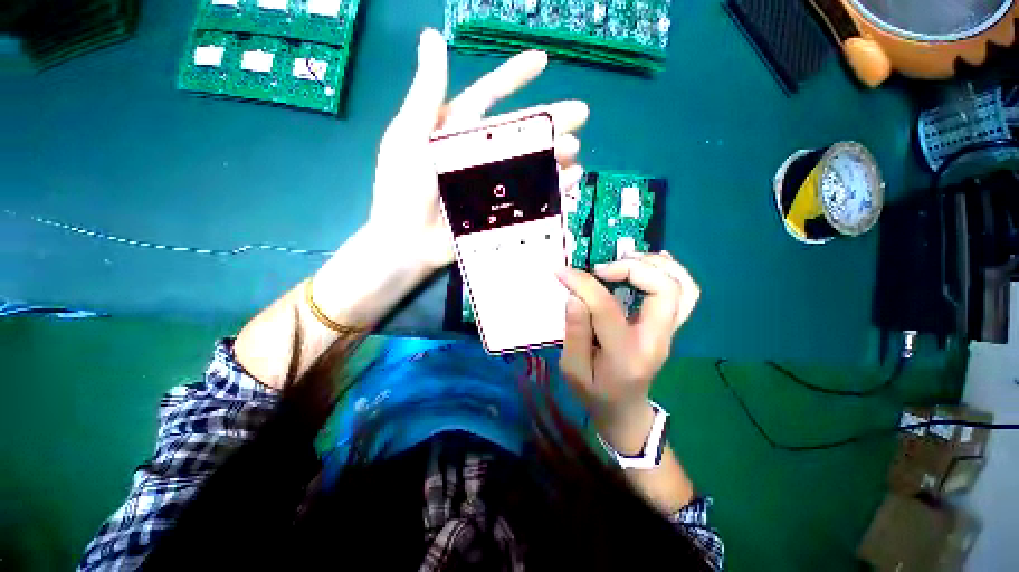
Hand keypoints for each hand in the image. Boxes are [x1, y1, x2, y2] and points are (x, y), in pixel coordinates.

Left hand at [366, 28, 588, 272]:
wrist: (408, 242)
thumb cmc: (404, 189)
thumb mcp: (409, 136)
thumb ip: (426, 93)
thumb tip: (432, 36)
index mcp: (457, 132)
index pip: (489, 97)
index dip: (514, 77)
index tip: (542, 62)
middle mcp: (479, 154)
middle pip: (520, 132)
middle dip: (550, 121)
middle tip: (582, 114)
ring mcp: (492, 184)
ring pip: (529, 164)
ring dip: (555, 156)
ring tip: (575, 152)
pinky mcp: (499, 209)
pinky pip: (530, 196)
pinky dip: (551, 189)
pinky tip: (570, 182)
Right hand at [556, 253, 699, 453]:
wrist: (625, 410)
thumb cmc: (595, 393)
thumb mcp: (573, 371)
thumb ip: (574, 334)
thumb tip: (575, 297)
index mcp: (626, 354)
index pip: (608, 308)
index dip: (584, 284)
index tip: (563, 271)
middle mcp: (657, 339)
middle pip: (664, 290)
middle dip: (631, 268)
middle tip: (600, 268)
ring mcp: (669, 332)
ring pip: (683, 287)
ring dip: (655, 264)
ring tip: (623, 261)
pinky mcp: (670, 326)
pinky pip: (686, 292)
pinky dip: (670, 270)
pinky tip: (647, 263)